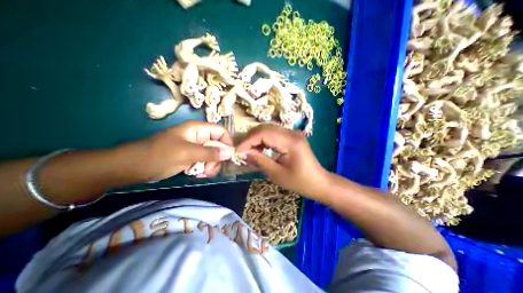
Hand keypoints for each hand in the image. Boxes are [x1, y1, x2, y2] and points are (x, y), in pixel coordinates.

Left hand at [126, 119, 232, 180]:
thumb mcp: (187, 153)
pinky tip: (196, 175)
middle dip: (216, 159)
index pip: (221, 132)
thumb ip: (210, 153)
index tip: (228, 157)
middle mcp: (199, 137)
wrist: (132, 168)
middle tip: (208, 170)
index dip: (227, 143)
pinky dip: (203, 169)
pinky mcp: (191, 157)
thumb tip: (230, 153)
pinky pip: (205, 162)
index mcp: (198, 129)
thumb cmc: (158, 155)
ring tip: (201, 174)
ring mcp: (195, 147)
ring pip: (212, 156)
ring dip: (210, 166)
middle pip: (218, 146)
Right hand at [239, 123, 330, 199]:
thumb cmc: (300, 182)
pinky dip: (264, 140)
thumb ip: (259, 160)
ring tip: (250, 151)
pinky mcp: (292, 137)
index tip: (238, 151)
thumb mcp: (277, 174)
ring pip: (269, 129)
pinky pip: (274, 134)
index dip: (248, 141)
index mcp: (290, 141)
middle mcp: (292, 133)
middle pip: (265, 128)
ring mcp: (293, 133)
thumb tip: (243, 153)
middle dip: (251, 139)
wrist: (319, 182)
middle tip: (242, 151)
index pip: (263, 133)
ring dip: (257, 139)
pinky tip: (260, 149)